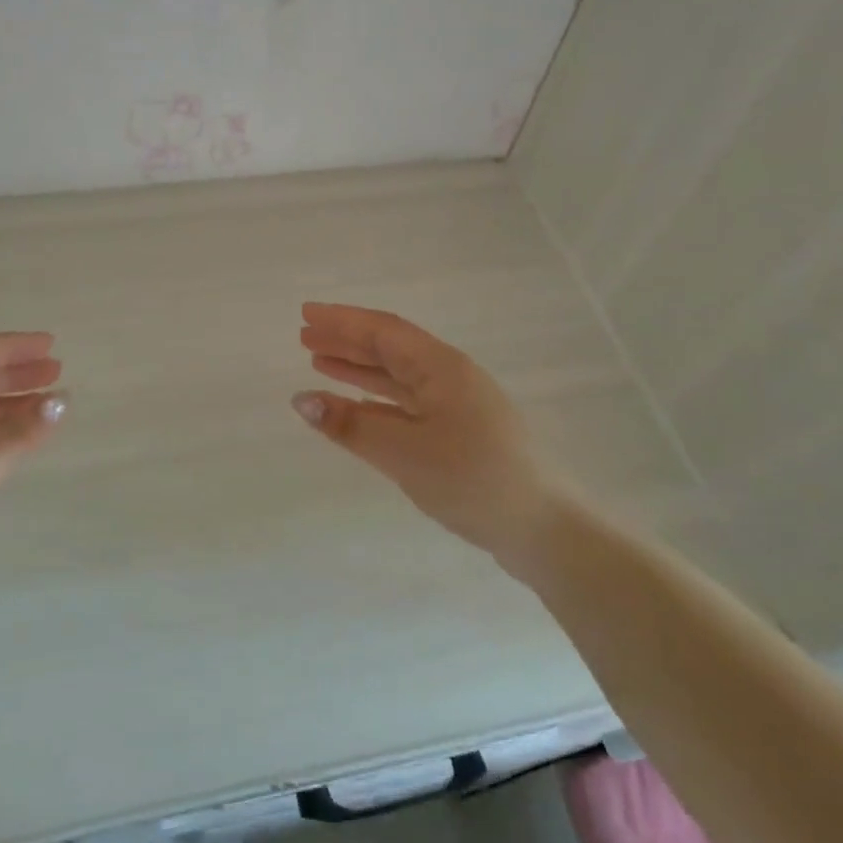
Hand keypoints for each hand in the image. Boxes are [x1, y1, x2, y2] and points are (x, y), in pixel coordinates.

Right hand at [292, 303, 555, 567]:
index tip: (306, 314)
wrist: (541, 528)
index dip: (342, 321)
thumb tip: (301, 400)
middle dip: (347, 341)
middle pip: (390, 349)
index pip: (383, 331)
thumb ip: (351, 425)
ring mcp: (457, 405)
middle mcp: (450, 377)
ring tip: (319, 362)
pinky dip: (377, 400)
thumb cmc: (471, 480)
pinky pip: (408, 403)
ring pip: (398, 376)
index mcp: (441, 368)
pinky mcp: (459, 432)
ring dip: (359, 368)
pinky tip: (356, 405)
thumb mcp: (404, 452)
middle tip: (304, 337)